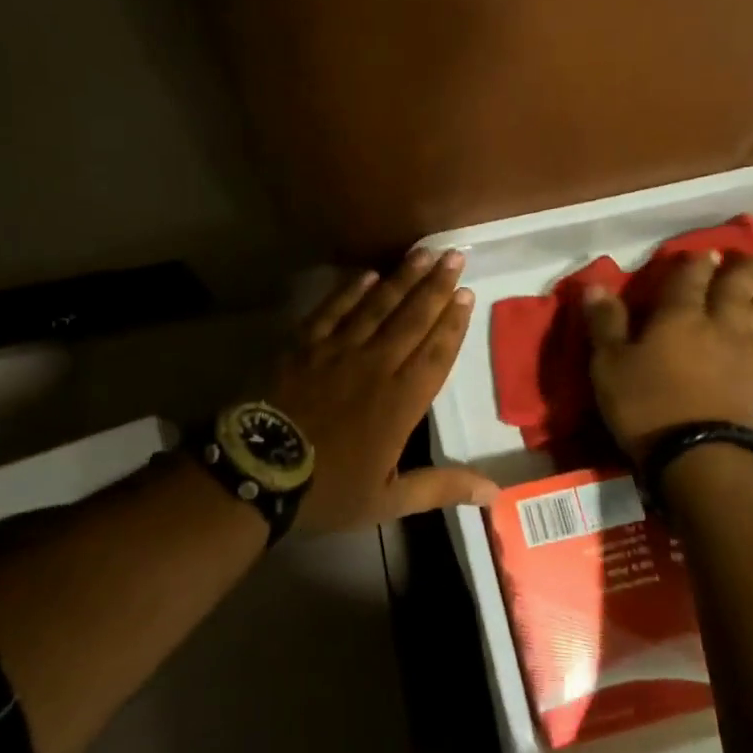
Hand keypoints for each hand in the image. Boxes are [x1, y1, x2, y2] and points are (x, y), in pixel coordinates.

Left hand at [269, 249, 499, 532]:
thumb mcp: (388, 499)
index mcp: (401, 401)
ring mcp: (338, 350)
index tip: (467, 293)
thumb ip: (441, 487)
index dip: (454, 323)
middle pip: (413, 319)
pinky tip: (367, 274)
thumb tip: (496, 492)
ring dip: (403, 278)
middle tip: (456, 256)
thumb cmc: (327, 489)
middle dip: (437, 286)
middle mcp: (376, 365)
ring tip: (423, 252)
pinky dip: (351, 291)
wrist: (257, 472)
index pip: (436, 353)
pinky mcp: (304, 345)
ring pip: (378, 306)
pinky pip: (333, 310)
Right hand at [583, 249, 752, 461]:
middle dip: (743, 270)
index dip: (696, 263)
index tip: (705, 251)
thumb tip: (595, 286)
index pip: (690, 279)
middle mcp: (717, 326)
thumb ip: (605, 324)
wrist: (701, 455)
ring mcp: (742, 354)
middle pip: (734, 290)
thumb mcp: (610, 365)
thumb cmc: (647, 405)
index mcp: (679, 317)